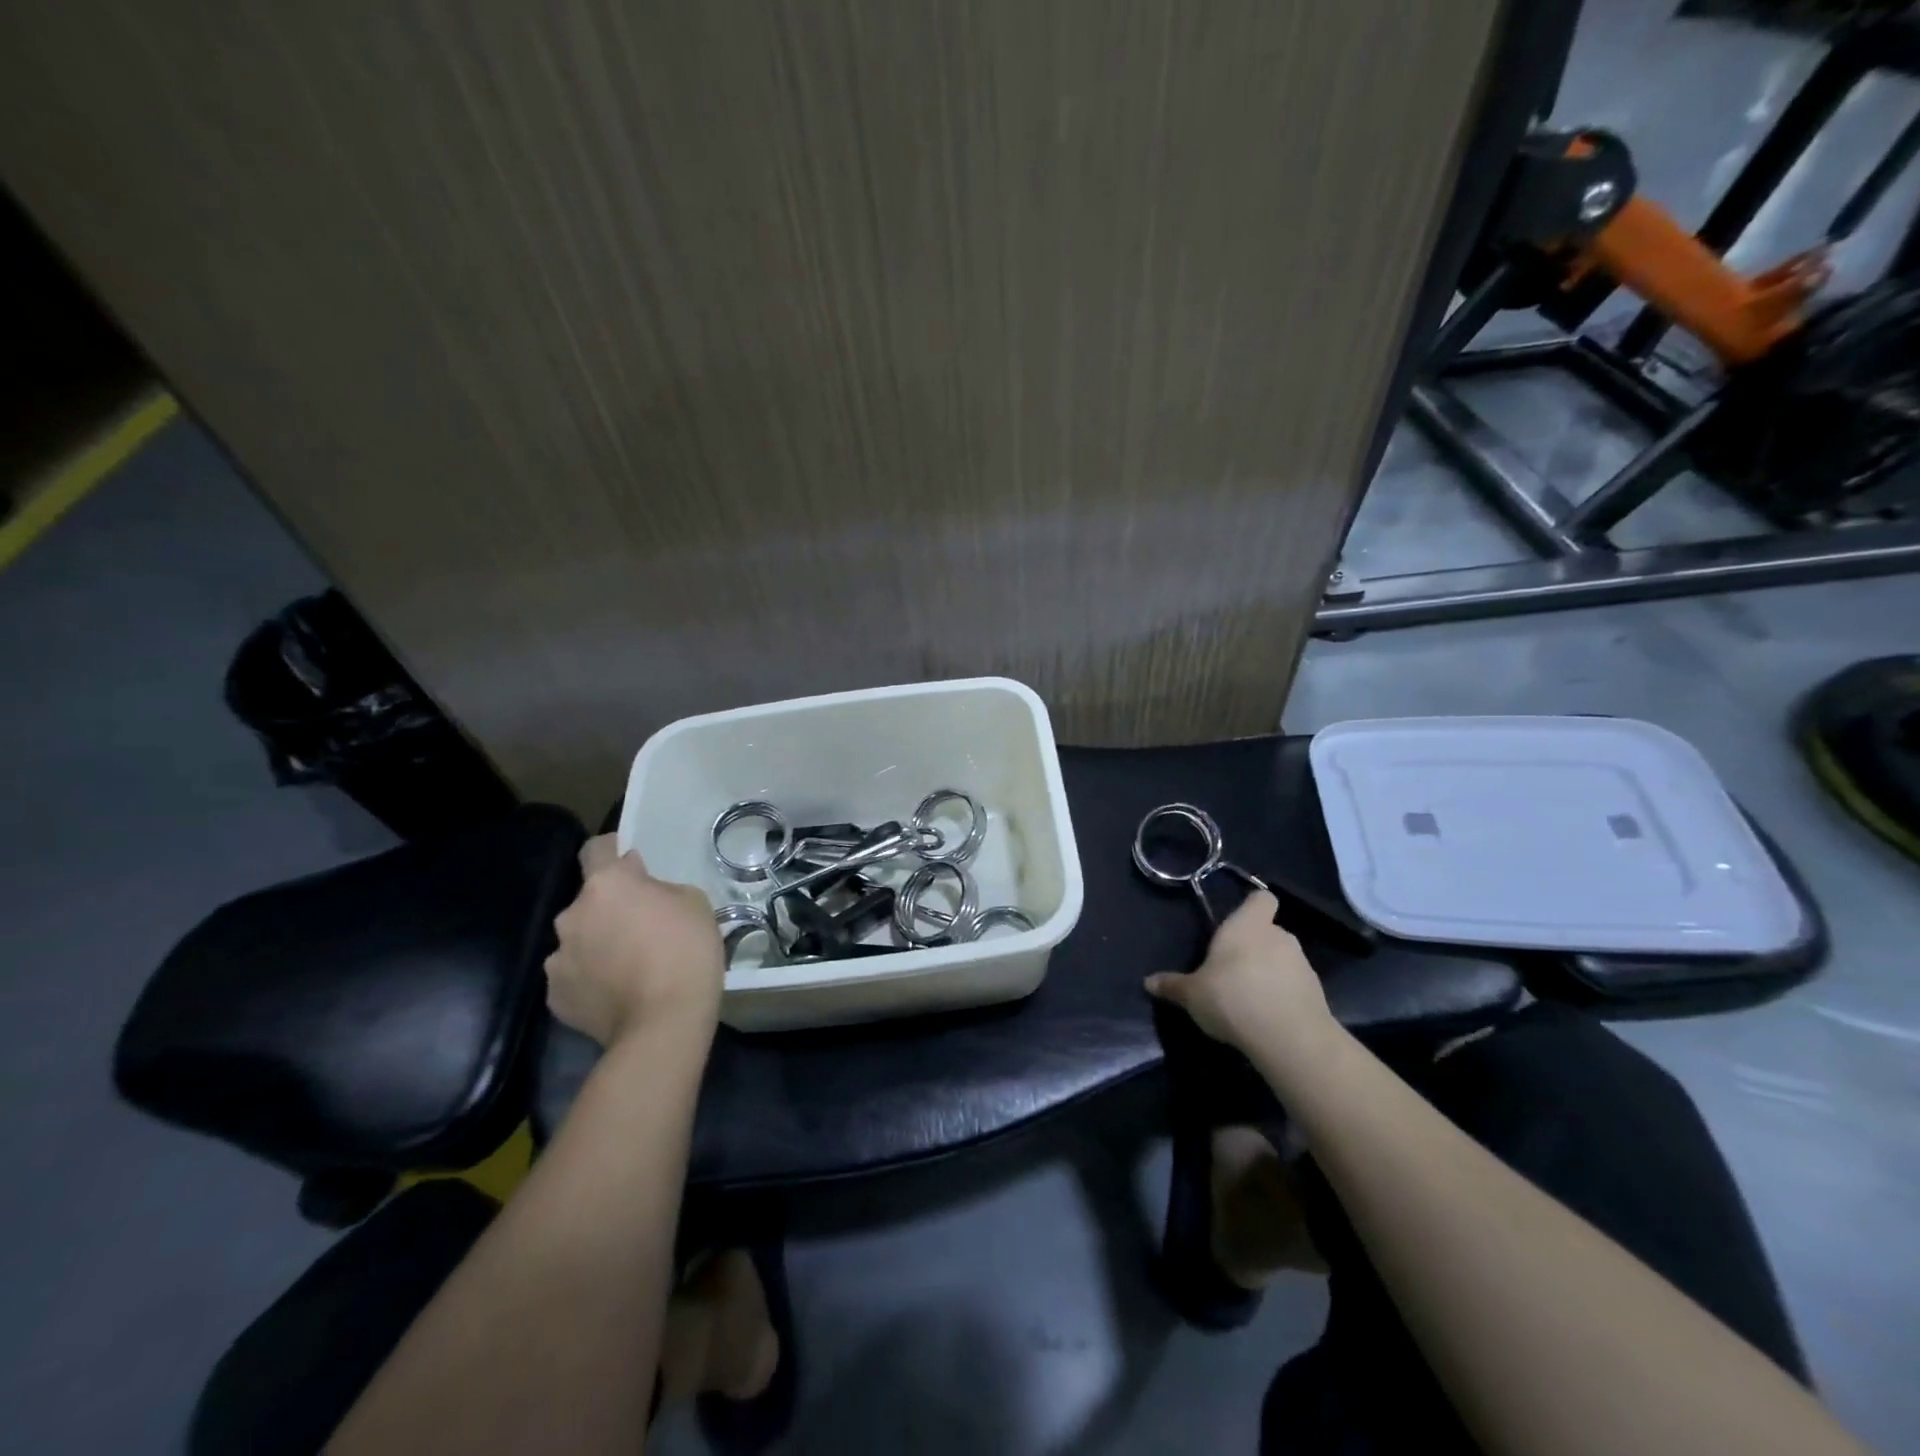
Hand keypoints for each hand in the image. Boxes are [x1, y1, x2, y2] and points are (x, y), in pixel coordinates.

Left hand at [545, 835, 724, 1048]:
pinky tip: (617, 992)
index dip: (613, 851)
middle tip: (641, 927)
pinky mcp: (555, 996)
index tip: (631, 864)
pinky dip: (591, 978)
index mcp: (607, 884)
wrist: (664, 1023)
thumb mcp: (693, 902)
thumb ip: (658, 888)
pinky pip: (574, 975)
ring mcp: (558, 957)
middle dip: (610, 908)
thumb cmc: (687, 951)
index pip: (596, 848)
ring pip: (579, 939)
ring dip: (598, 943)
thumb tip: (638, 888)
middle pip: (589, 900)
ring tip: (628, 966)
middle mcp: (572, 914)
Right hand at [1145, 891, 1332, 1054]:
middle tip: (1232, 969)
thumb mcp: (1192, 994)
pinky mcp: (1317, 994)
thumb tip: (1148, 982)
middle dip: (1254, 946)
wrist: (1288, 1037)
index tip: (1239, 920)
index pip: (1262, 898)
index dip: (1253, 906)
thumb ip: (1173, 986)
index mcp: (1247, 926)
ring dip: (1270, 972)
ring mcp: (1302, 965)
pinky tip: (1266, 1017)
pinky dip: (1283, 996)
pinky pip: (1295, 986)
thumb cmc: (1232, 998)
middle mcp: (1278, 937)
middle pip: (1269, 931)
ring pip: (1283, 959)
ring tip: (1249, 998)